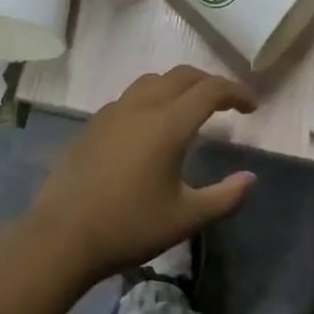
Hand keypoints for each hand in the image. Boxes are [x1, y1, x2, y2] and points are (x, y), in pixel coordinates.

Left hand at [28, 66, 257, 281]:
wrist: (61, 237)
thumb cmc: (129, 227)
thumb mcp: (185, 218)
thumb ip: (225, 197)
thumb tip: (250, 178)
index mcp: (169, 124)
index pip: (210, 90)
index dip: (236, 92)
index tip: (252, 107)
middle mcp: (142, 106)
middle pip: (183, 75)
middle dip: (210, 82)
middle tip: (227, 103)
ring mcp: (114, 111)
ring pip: (154, 80)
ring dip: (180, 85)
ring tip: (191, 107)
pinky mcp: (94, 123)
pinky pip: (132, 95)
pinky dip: (154, 96)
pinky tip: (152, 125)